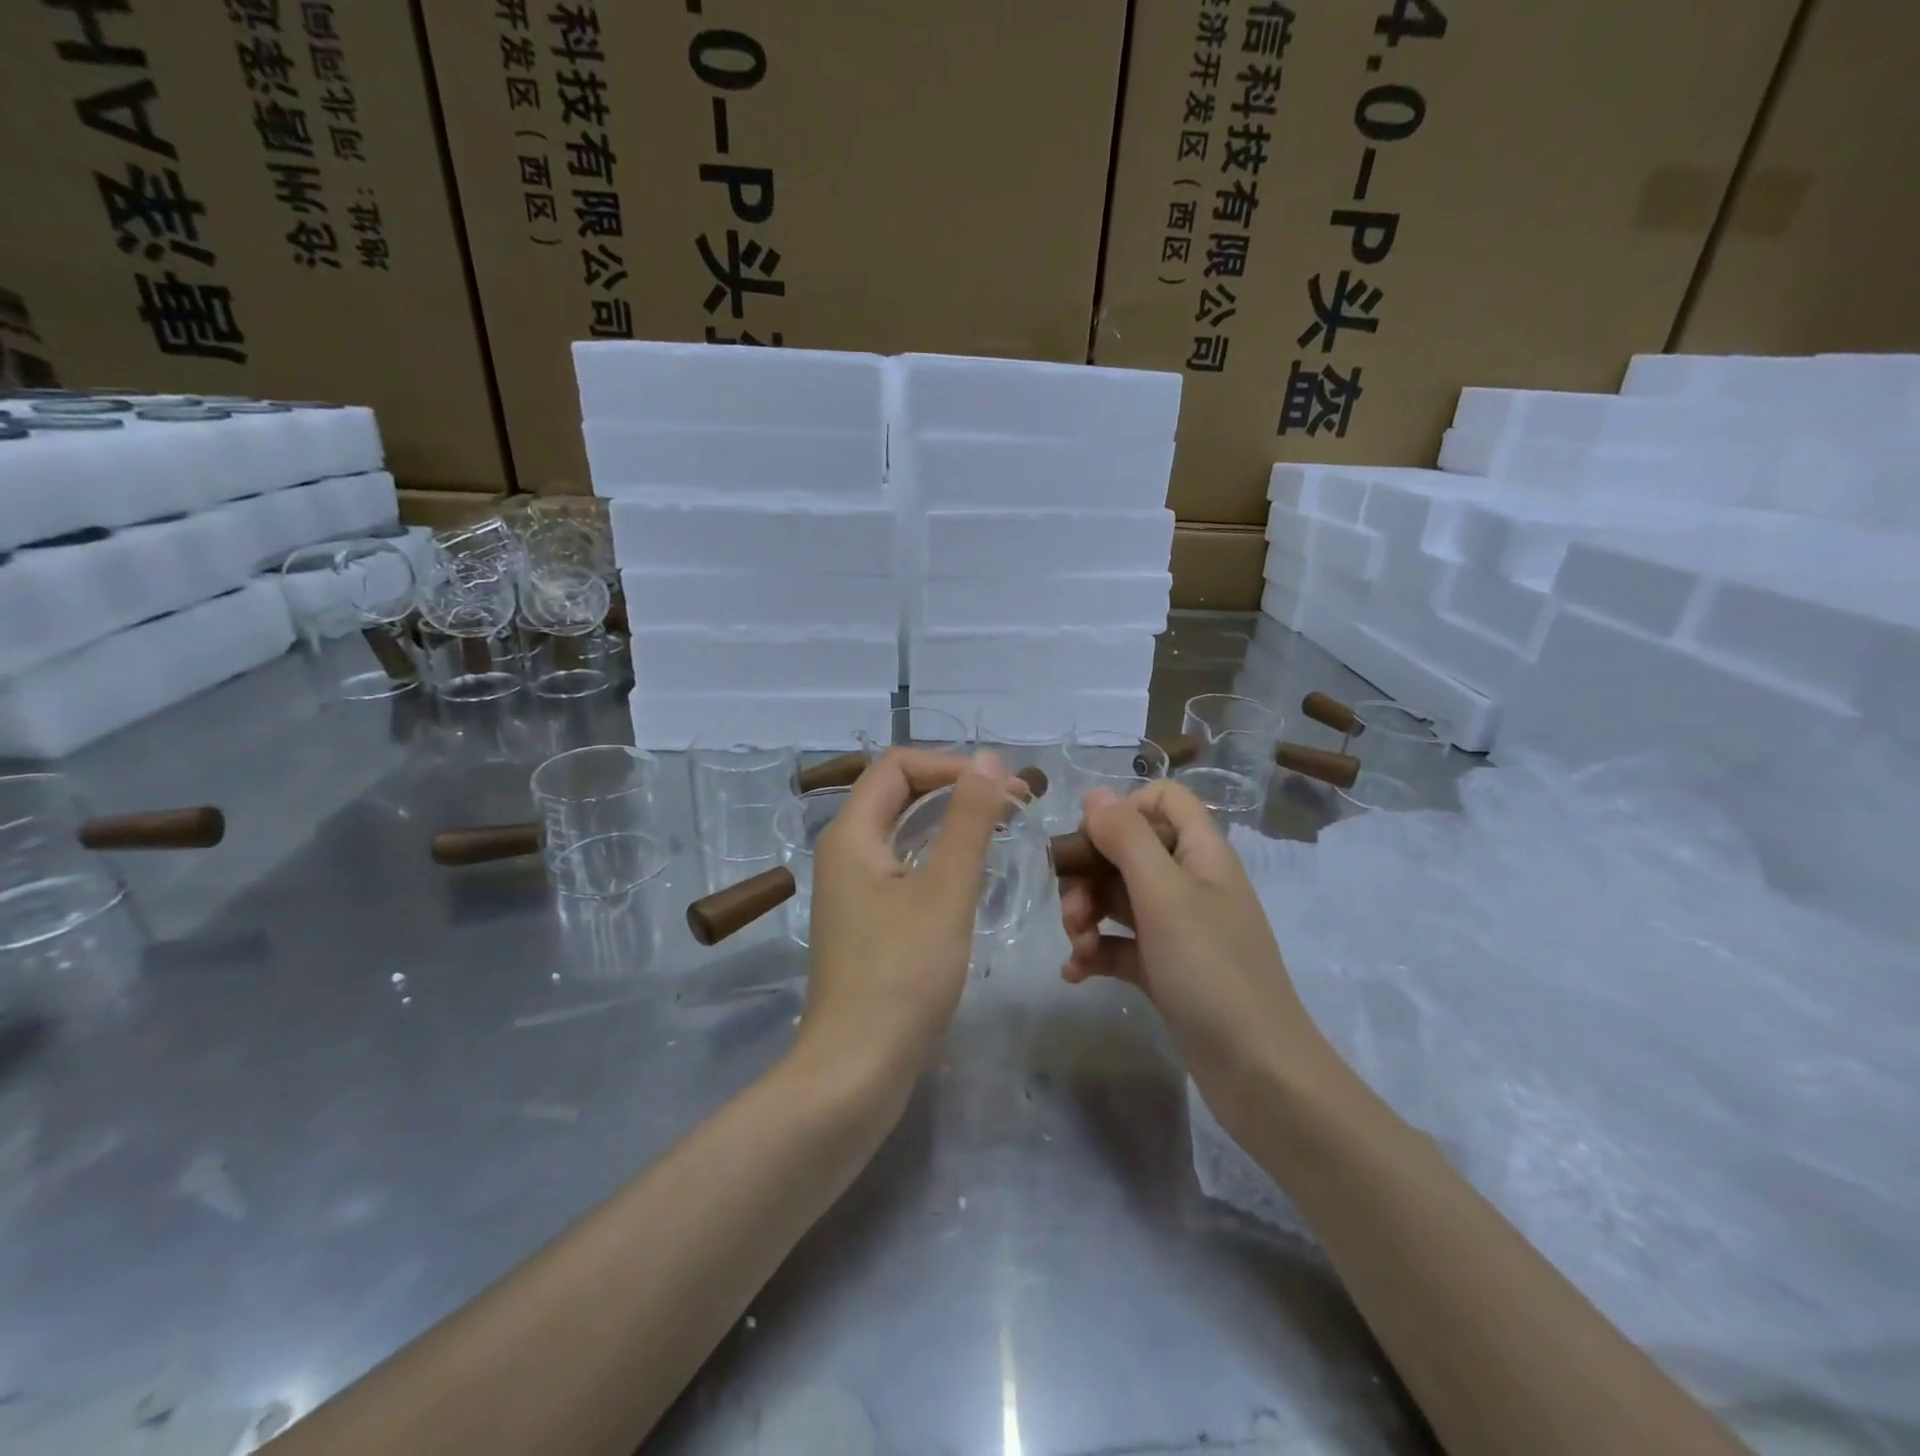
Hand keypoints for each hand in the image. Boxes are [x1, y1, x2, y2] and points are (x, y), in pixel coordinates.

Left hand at [797, 748, 1027, 1096]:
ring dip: (949, 821)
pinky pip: (902, 866)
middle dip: (955, 788)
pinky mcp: (864, 921)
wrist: (856, 1069)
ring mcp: (851, 889)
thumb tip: (990, 760)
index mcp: (852, 834)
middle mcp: (844, 852)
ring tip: (1000, 830)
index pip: (898, 765)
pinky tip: (971, 875)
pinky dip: (938, 856)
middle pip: (898, 793)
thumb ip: (968, 819)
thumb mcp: (944, 889)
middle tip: (1013, 805)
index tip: (1005, 787)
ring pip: (902, 831)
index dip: (952, 763)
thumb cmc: (902, 974)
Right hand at [1057, 781, 1332, 1128]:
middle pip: (1128, 850)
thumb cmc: (1211, 970)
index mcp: (1200, 853)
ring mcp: (1178, 927)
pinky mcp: (1165, 967)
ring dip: (1086, 913)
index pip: (1163, 800)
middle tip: (1071, 910)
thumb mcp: (1165, 895)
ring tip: (1075, 945)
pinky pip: (1120, 943)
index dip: (1124, 810)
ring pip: (1118, 897)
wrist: (1257, 1072)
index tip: (1093, 842)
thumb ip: (1127, 838)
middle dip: (1090, 874)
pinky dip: (1095, 951)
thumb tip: (1094, 794)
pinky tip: (1075, 972)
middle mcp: (1190, 882)